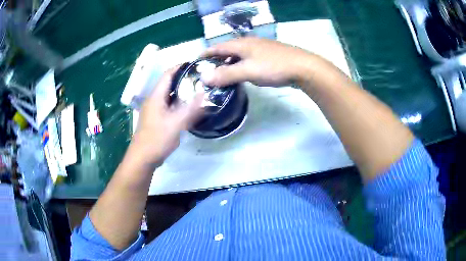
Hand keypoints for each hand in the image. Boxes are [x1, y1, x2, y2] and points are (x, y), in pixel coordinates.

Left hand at [131, 67, 202, 165]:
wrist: (143, 158)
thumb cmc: (157, 139)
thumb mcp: (176, 123)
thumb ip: (191, 108)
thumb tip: (205, 94)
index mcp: (156, 96)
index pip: (168, 74)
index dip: (181, 67)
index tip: (197, 65)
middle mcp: (154, 100)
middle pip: (169, 83)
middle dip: (185, 79)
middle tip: (202, 79)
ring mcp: (154, 110)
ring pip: (170, 95)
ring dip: (182, 91)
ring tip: (199, 91)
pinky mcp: (157, 119)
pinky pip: (169, 106)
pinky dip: (179, 103)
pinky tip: (190, 107)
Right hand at [201, 37, 312, 86]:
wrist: (302, 67)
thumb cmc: (274, 67)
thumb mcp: (248, 71)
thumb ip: (226, 74)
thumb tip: (204, 77)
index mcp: (241, 44)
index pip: (217, 47)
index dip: (206, 54)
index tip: (196, 62)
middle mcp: (249, 43)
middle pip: (227, 50)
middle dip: (216, 59)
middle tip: (208, 71)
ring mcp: (260, 49)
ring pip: (238, 55)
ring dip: (229, 63)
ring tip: (222, 74)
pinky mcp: (268, 56)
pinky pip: (248, 59)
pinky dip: (240, 66)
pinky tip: (242, 74)